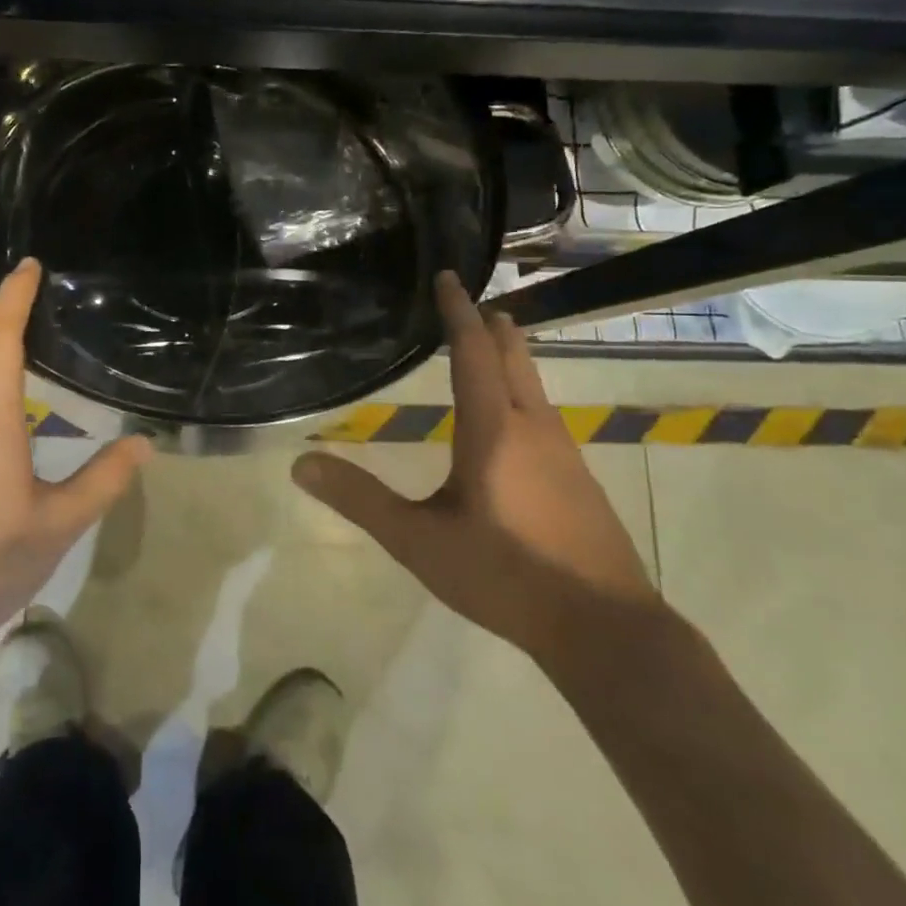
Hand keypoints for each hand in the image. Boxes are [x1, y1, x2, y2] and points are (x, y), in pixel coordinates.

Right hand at [292, 272, 658, 670]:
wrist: (604, 628)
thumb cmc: (504, 575)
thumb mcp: (419, 541)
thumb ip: (361, 499)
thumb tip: (301, 463)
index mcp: (493, 430)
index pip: (472, 352)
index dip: (457, 312)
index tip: (449, 277)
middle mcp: (532, 428)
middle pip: (513, 359)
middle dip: (492, 328)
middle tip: (475, 304)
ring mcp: (565, 453)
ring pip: (533, 387)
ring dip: (511, 358)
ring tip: (493, 346)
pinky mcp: (579, 480)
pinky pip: (544, 416)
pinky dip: (522, 394)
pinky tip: (515, 423)